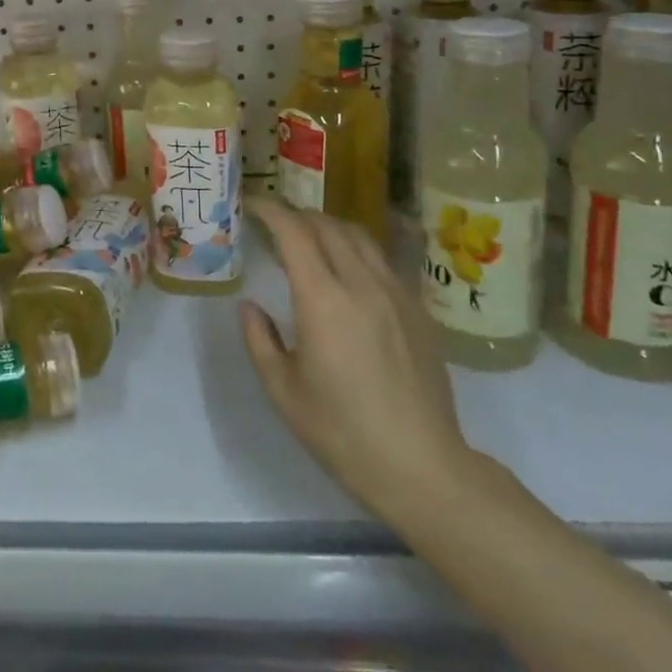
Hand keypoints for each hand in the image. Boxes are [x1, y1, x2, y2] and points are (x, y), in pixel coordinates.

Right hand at [242, 198, 475, 528]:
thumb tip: (250, 306)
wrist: (422, 467)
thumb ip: (260, 339)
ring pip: (359, 236)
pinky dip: (356, 250)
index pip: (294, 232)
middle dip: (297, 215)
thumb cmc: (342, 432)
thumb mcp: (283, 390)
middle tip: (274, 224)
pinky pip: (382, 260)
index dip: (270, 211)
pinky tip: (348, 272)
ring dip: (328, 227)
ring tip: (309, 239)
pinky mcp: (418, 310)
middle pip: (327, 225)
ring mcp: (396, 294)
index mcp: (323, 300)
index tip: (251, 205)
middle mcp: (362, 284)